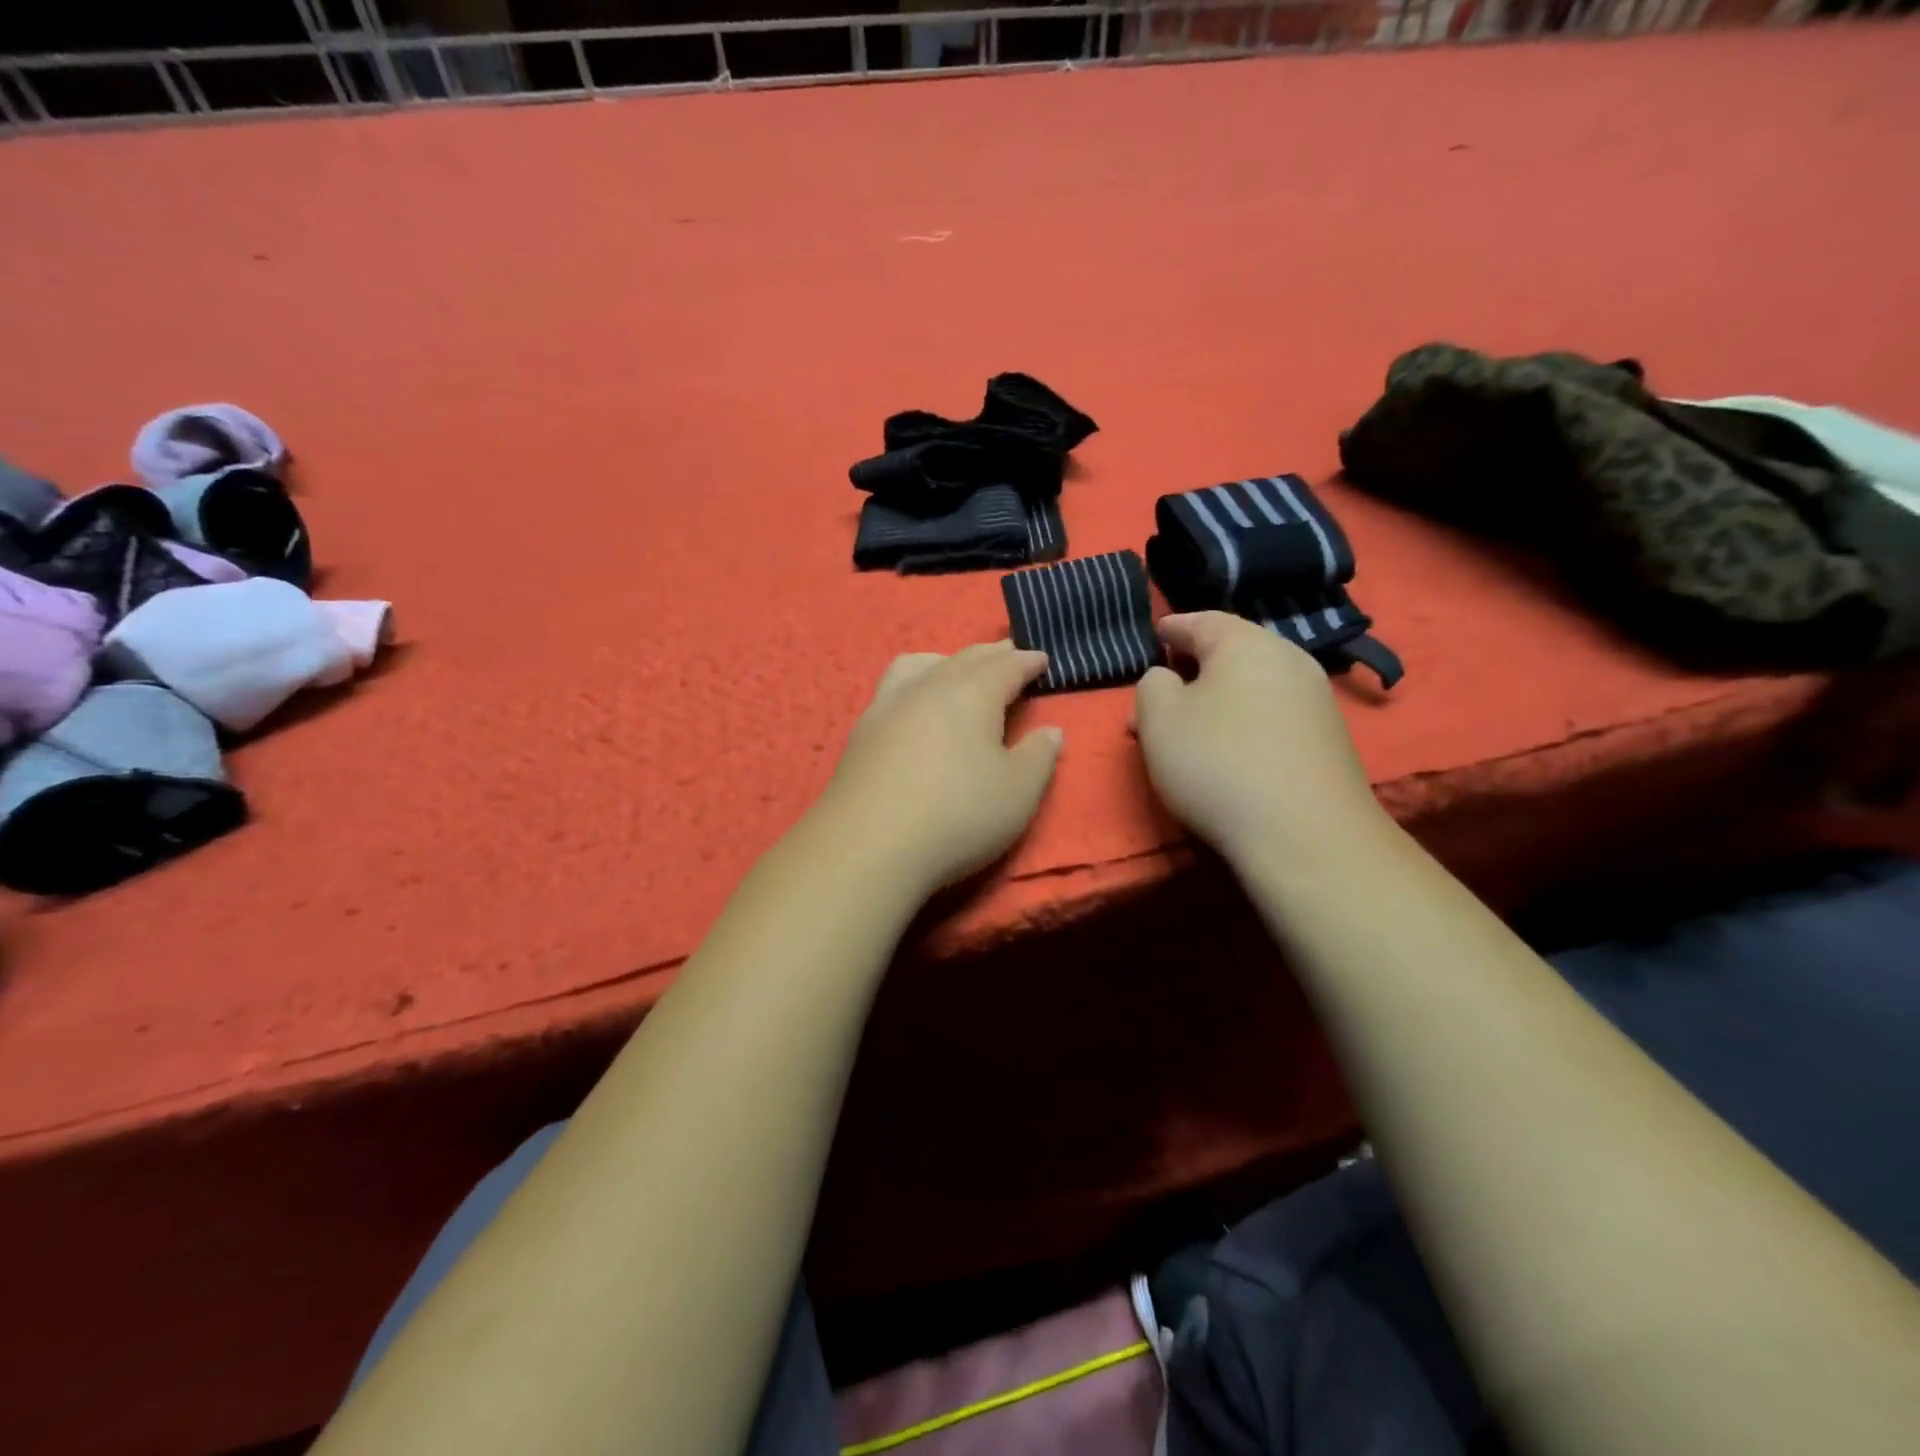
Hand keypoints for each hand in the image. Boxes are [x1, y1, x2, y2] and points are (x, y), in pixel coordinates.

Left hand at [822, 641, 1062, 891]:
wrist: (868, 847)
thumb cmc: (957, 815)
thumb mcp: (1018, 792)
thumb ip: (1039, 756)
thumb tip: (1051, 730)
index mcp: (972, 693)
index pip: (1006, 665)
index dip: (1028, 661)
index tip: (1043, 660)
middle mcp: (929, 686)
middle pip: (964, 658)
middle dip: (992, 655)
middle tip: (1009, 656)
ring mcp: (889, 705)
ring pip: (922, 664)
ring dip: (947, 660)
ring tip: (957, 670)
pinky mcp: (862, 730)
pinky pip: (893, 685)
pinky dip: (914, 680)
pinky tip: (912, 703)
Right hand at [1133, 613, 1383, 863]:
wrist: (1305, 834)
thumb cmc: (1218, 763)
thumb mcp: (1159, 719)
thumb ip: (1152, 685)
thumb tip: (1167, 678)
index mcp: (1246, 643)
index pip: (1201, 621)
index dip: (1172, 627)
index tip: (1156, 633)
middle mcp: (1289, 659)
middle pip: (1233, 652)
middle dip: (1195, 667)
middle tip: (1165, 689)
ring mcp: (1317, 699)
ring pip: (1255, 684)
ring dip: (1221, 697)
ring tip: (1194, 725)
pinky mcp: (1330, 738)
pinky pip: (1275, 714)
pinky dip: (1247, 720)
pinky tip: (1233, 748)